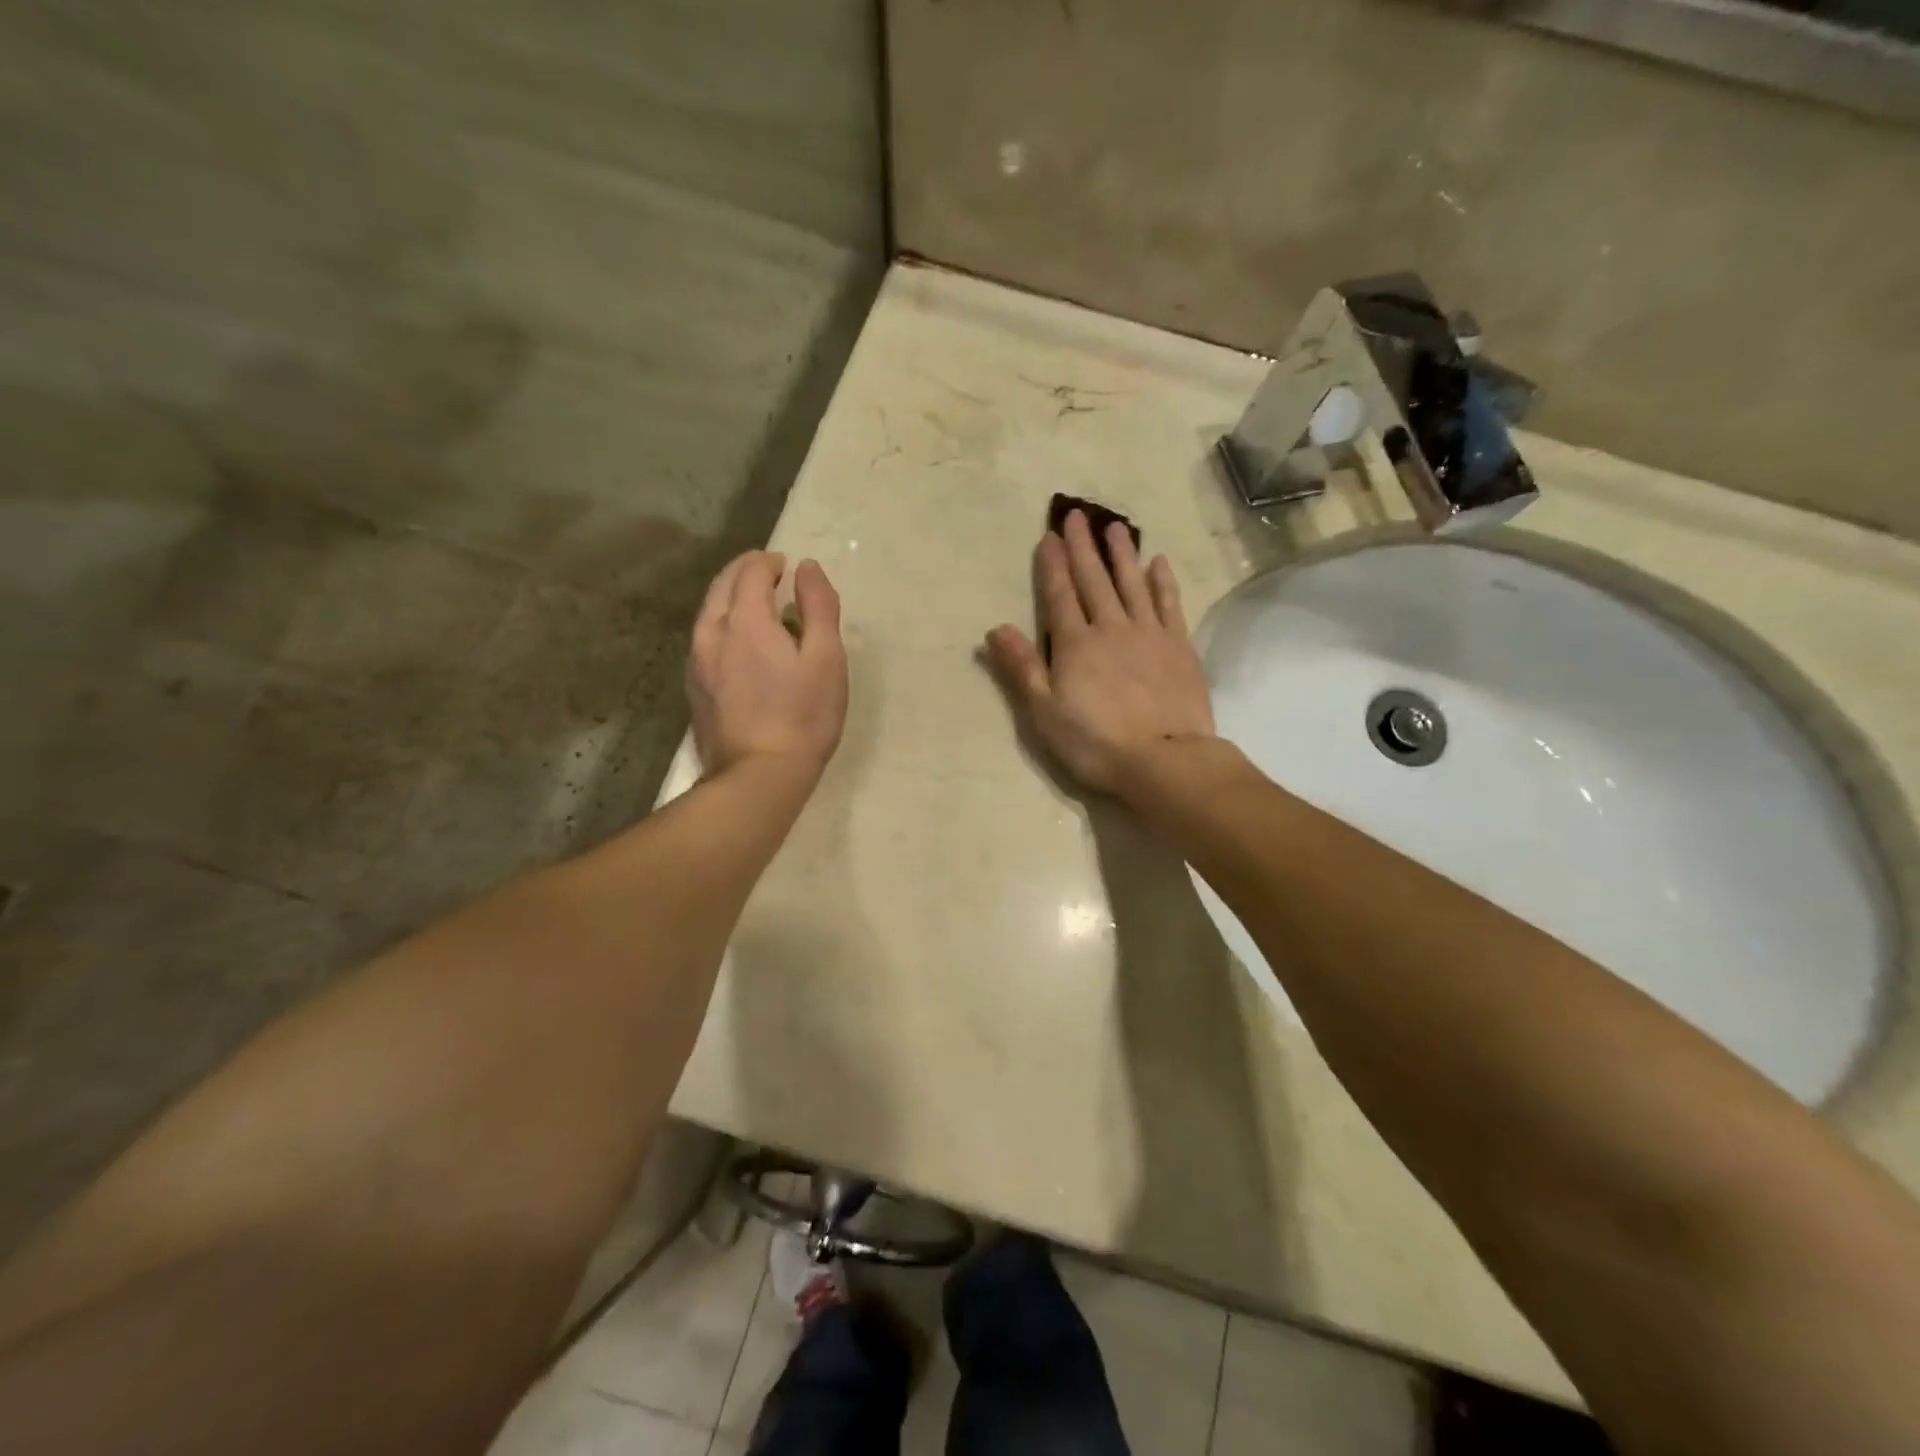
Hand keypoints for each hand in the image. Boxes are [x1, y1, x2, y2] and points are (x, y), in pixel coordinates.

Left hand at [688, 551, 847, 781]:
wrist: (759, 776)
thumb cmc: (803, 716)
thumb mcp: (827, 659)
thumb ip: (819, 606)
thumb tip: (808, 568)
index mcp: (746, 620)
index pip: (752, 572)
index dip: (770, 562)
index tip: (787, 566)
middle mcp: (712, 632)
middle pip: (722, 586)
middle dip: (746, 572)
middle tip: (769, 572)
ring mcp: (697, 662)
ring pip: (709, 612)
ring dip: (731, 598)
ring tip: (755, 604)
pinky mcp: (695, 688)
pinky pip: (705, 640)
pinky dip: (722, 625)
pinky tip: (739, 644)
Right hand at [985, 510, 1214, 795]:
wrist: (1164, 759)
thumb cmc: (1095, 742)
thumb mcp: (1045, 712)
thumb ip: (1022, 667)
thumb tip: (995, 628)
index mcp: (1075, 645)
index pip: (1059, 595)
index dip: (1052, 565)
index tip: (1049, 536)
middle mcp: (1111, 628)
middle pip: (1094, 580)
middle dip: (1083, 547)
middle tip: (1078, 515)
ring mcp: (1149, 634)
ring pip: (1132, 584)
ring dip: (1122, 554)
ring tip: (1116, 527)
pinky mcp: (1179, 646)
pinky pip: (1169, 604)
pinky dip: (1162, 581)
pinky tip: (1158, 563)